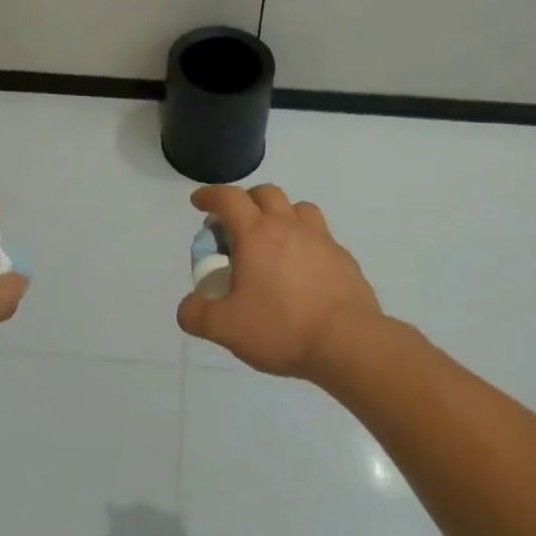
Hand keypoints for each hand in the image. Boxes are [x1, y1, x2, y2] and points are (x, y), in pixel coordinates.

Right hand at [175, 184, 381, 382]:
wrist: (347, 342)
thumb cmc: (281, 327)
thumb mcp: (226, 328)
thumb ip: (197, 315)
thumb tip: (188, 306)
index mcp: (256, 234)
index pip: (228, 198)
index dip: (210, 195)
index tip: (199, 202)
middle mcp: (288, 226)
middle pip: (265, 193)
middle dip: (246, 201)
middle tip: (236, 225)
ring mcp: (321, 239)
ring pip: (298, 208)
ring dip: (281, 214)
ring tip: (273, 240)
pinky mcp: (343, 258)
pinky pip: (320, 236)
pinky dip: (305, 241)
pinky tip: (302, 269)